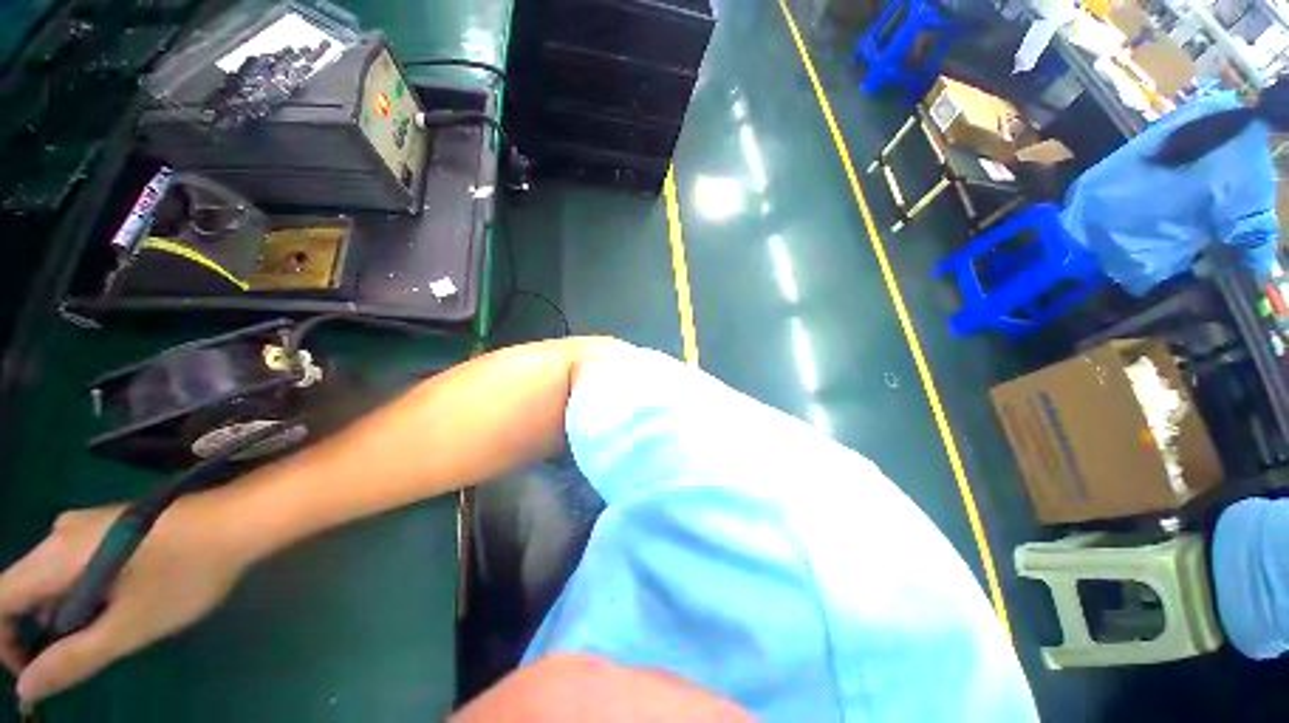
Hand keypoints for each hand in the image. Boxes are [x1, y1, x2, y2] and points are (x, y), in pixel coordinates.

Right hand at [0, 493, 251, 704]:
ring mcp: (85, 529)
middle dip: (34, 635)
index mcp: (56, 555)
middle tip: (72, 664)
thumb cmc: (186, 573)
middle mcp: (61, 535)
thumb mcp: (128, 627)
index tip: (32, 675)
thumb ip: (74, 658)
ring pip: (50, 584)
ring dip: (62, 619)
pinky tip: (113, 612)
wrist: (239, 520)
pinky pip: (73, 570)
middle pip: (21, 592)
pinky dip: (80, 599)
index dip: (2, 643)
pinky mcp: (107, 531)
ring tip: (102, 637)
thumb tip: (26, 687)